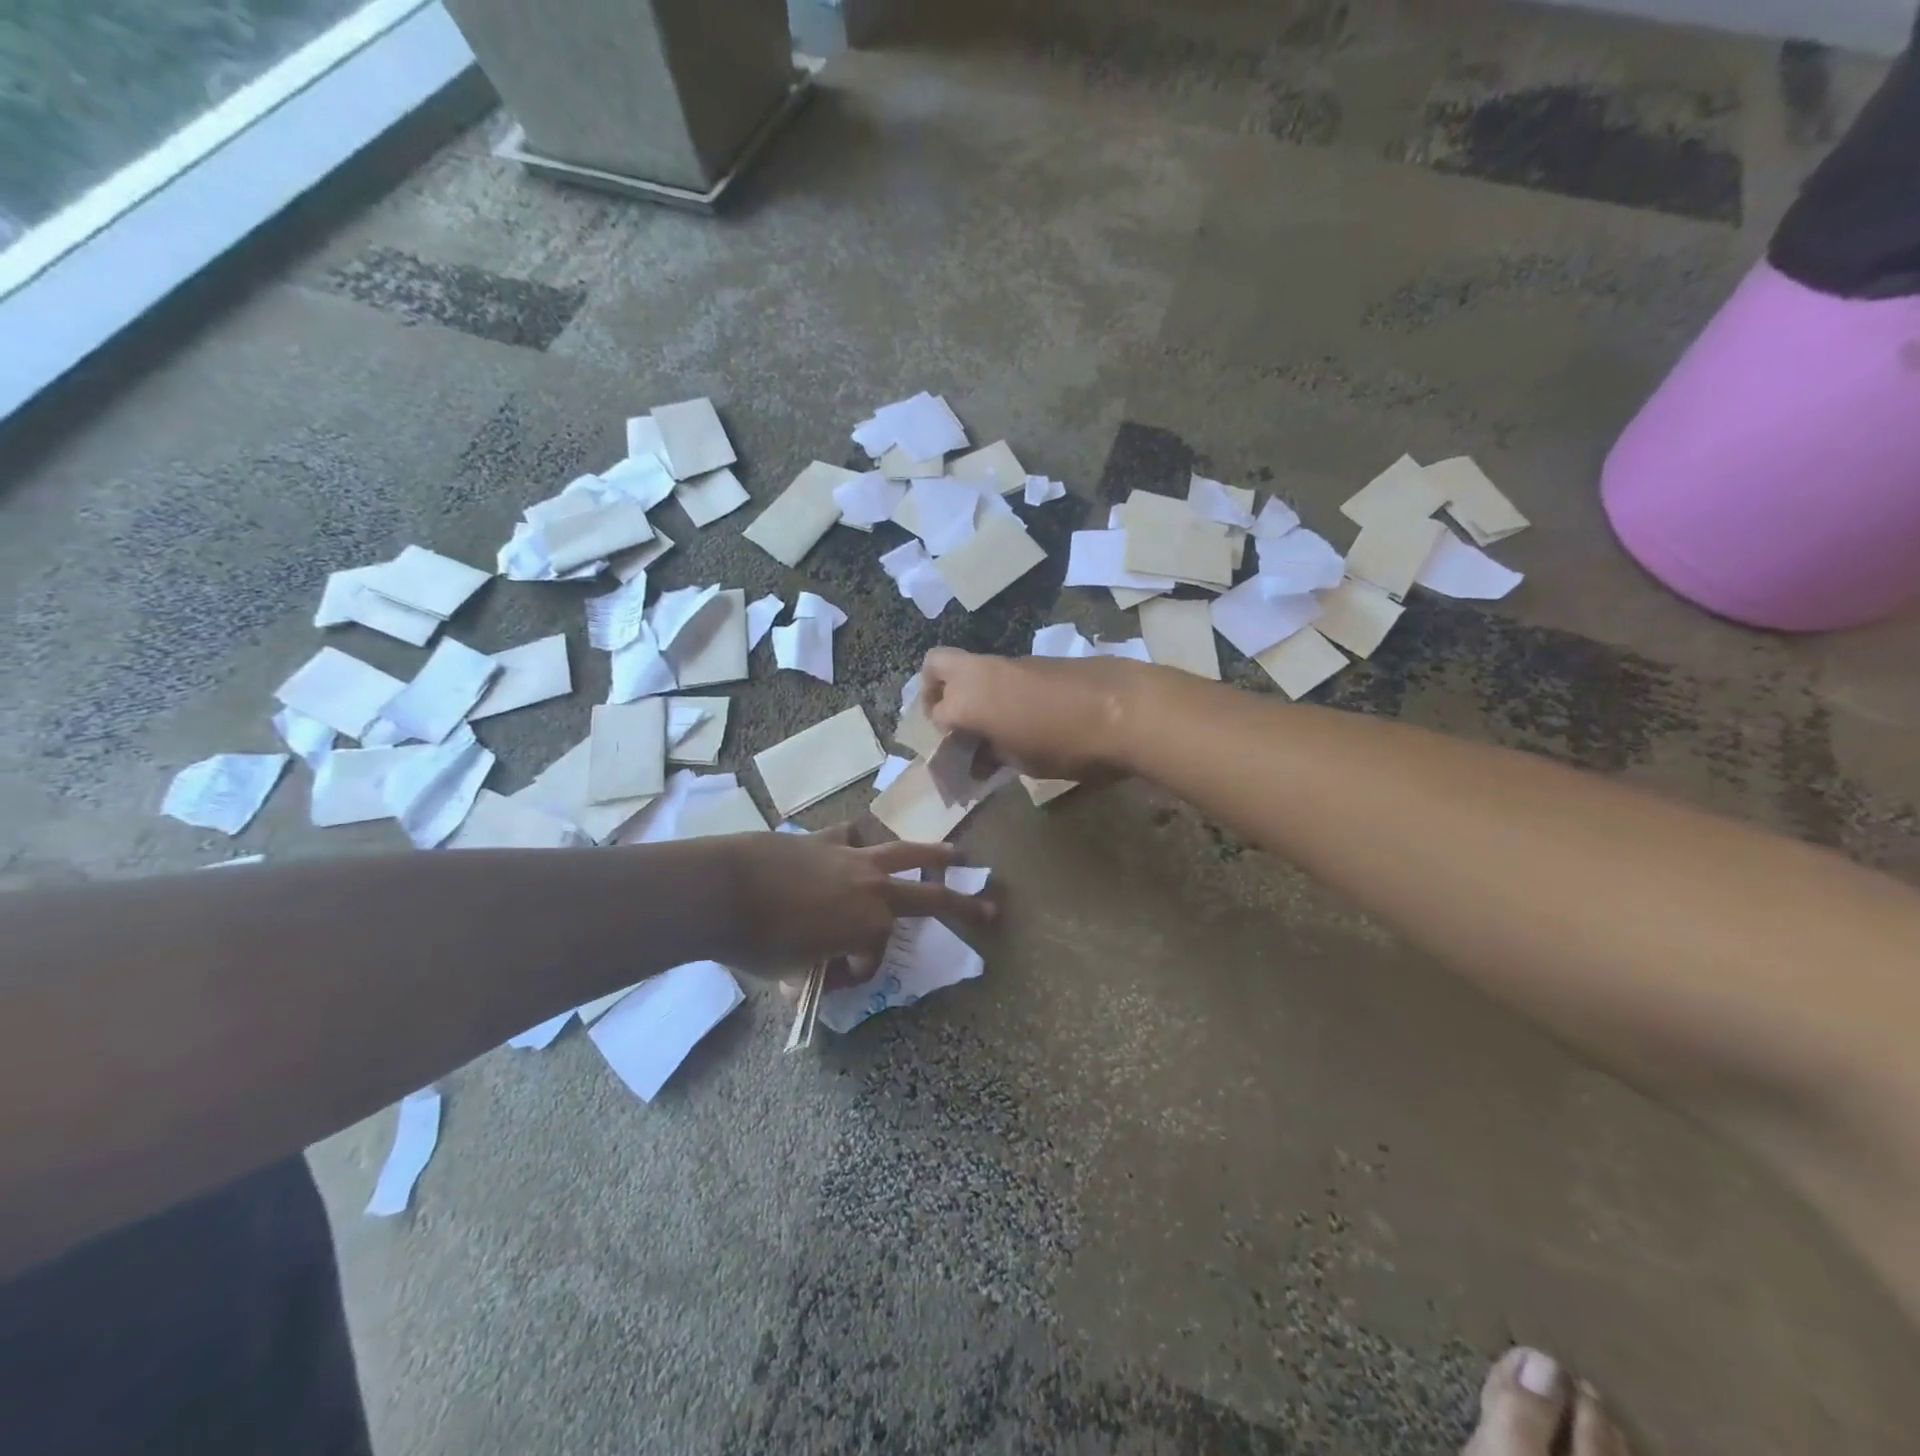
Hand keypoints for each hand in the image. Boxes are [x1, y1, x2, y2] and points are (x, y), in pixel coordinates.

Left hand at [718, 827, 994, 981]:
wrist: (723, 889)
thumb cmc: (758, 941)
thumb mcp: (792, 970)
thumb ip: (817, 967)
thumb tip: (819, 963)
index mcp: (868, 924)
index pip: (874, 956)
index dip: (856, 973)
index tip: (831, 980)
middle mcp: (872, 887)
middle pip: (929, 895)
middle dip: (963, 904)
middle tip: (991, 908)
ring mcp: (852, 858)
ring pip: (904, 852)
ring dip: (932, 854)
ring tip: (954, 853)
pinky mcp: (825, 839)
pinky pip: (853, 836)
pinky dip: (858, 843)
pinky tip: (857, 843)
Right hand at [919, 648, 1145, 781]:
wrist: (1126, 708)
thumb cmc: (1068, 745)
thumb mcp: (1025, 762)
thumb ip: (995, 755)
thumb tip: (984, 757)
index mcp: (969, 700)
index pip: (936, 714)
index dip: (944, 738)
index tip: (959, 757)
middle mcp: (981, 672)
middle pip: (936, 665)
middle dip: (934, 690)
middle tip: (953, 719)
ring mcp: (1011, 662)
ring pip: (973, 666)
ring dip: (973, 690)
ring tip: (995, 725)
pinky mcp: (1039, 659)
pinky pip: (1004, 671)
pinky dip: (1001, 688)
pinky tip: (1026, 716)